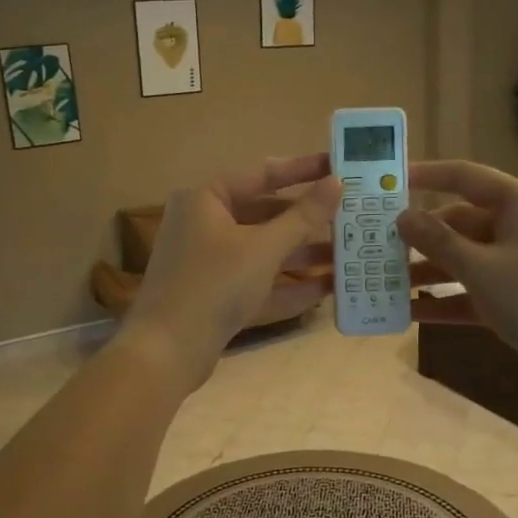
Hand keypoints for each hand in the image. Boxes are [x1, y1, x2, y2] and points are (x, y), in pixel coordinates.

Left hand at [119, 154, 340, 387]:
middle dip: (308, 220)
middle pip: (265, 214)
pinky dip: (289, 284)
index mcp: (206, 199)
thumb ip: (303, 216)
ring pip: (264, 251)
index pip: (262, 174)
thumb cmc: (214, 284)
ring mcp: (210, 263)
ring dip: (303, 254)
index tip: (339, 165)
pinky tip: (329, 288)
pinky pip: (259, 282)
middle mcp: (205, 225)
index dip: (302, 170)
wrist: (166, 352)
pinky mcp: (217, 297)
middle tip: (351, 214)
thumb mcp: (263, 247)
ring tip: (349, 253)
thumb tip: (336, 182)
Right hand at [397, 160, 517, 381]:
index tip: (387, 180)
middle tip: (375, 244)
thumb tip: (402, 217)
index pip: (464, 176)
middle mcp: (517, 226)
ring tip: (384, 281)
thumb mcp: (481, 268)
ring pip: (463, 259)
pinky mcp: (517, 298)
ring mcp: (517, 264)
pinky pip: (472, 291)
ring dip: (427, 271)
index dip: (425, 174)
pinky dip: (445, 300)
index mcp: (517, 203)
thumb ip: (438, 241)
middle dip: (419, 236)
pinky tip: (409, 313)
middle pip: (458, 221)